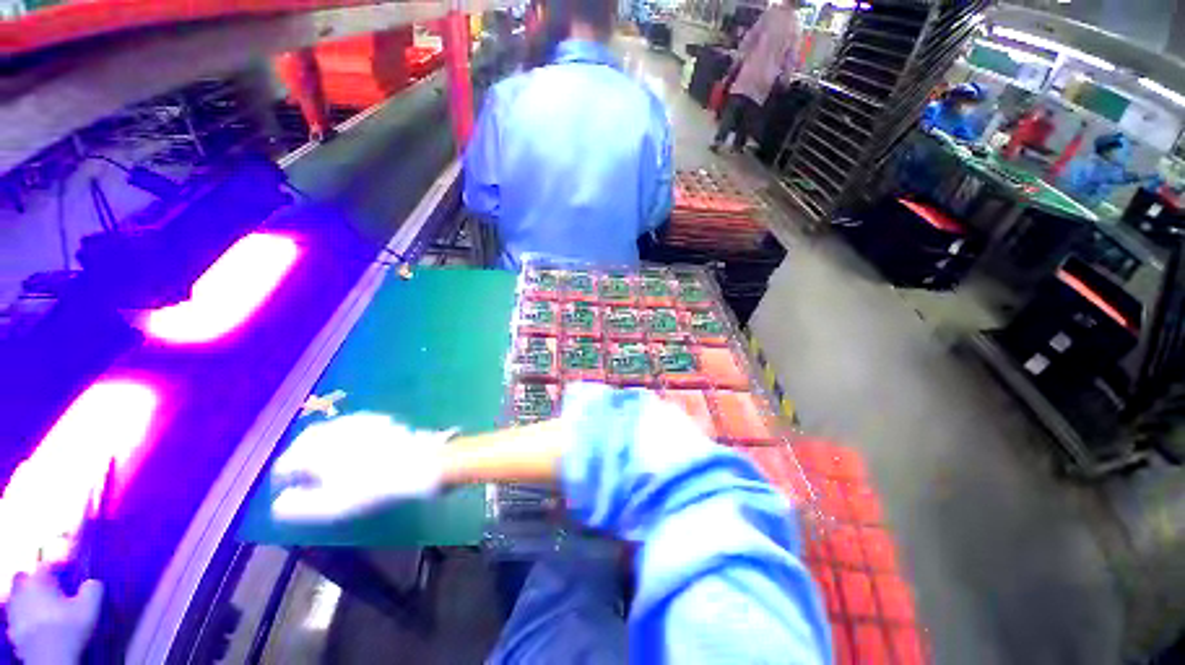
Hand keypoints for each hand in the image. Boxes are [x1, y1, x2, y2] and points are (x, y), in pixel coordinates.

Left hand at [7, 569, 102, 664]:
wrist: (49, 659)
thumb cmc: (68, 628)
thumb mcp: (89, 607)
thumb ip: (92, 589)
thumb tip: (93, 582)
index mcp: (37, 581)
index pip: (46, 565)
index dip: (57, 567)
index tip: (69, 573)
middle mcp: (21, 592)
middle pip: (23, 578)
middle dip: (33, 581)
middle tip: (50, 588)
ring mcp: (13, 613)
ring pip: (17, 599)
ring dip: (28, 600)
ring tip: (44, 608)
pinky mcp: (13, 630)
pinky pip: (17, 619)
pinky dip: (25, 619)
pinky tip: (36, 627)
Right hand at [270, 413, 452, 522]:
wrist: (420, 463)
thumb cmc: (373, 487)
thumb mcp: (332, 505)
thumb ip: (298, 506)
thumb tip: (278, 503)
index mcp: (317, 449)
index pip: (287, 461)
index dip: (282, 475)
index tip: (282, 486)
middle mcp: (335, 429)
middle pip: (307, 440)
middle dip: (298, 454)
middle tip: (298, 471)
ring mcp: (360, 421)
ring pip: (330, 429)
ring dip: (320, 443)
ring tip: (323, 460)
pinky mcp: (380, 420)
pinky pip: (353, 425)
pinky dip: (344, 436)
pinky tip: (352, 447)